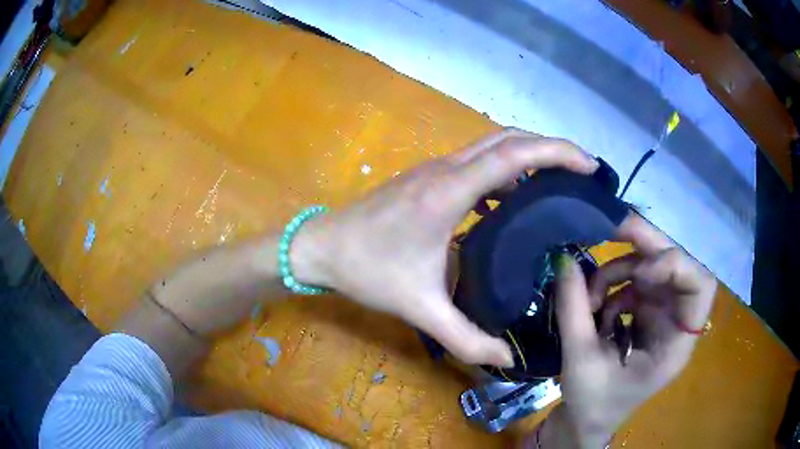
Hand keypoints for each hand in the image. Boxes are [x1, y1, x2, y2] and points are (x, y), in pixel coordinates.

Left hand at [292, 129, 598, 366]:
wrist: (320, 248)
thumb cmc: (366, 270)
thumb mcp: (419, 308)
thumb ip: (465, 337)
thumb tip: (505, 359)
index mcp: (449, 192)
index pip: (513, 155)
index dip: (556, 153)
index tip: (588, 165)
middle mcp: (445, 170)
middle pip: (508, 139)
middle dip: (550, 147)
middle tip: (583, 171)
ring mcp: (434, 169)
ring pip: (492, 145)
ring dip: (529, 154)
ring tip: (560, 181)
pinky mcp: (428, 178)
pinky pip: (477, 162)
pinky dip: (506, 169)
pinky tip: (516, 198)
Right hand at [549, 214, 716, 446]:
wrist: (587, 420)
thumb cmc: (592, 403)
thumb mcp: (579, 361)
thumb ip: (573, 309)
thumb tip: (563, 258)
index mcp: (675, 345)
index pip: (700, 289)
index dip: (677, 267)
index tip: (641, 271)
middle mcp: (676, 321)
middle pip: (677, 266)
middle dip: (646, 246)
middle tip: (610, 229)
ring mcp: (662, 312)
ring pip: (652, 266)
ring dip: (619, 270)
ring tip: (588, 297)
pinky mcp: (647, 310)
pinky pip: (635, 279)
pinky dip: (612, 283)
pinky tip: (594, 307)